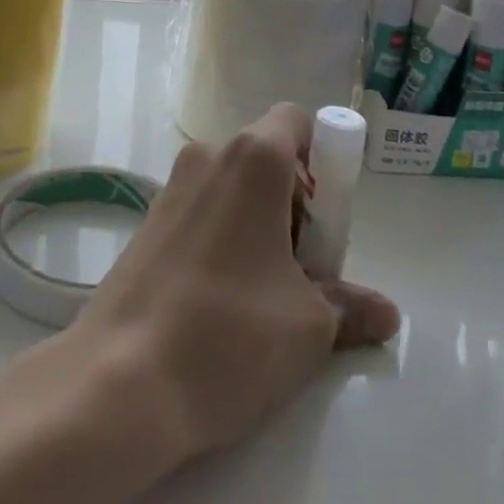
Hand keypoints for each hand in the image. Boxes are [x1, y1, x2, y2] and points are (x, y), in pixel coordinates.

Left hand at [71, 104, 400, 457]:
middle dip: (294, 206)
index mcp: (253, 159)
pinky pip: (202, 212)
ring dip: (258, 226)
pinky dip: (223, 239)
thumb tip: (385, 313)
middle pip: (267, 159)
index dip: (321, 161)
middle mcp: (208, 156)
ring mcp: (170, 187)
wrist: (119, 382)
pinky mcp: (146, 222)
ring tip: (263, 299)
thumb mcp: (309, 327)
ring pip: (233, 189)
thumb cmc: (229, 335)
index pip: (295, 121)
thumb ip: (351, 306)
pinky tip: (220, 304)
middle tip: (303, 274)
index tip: (325, 225)